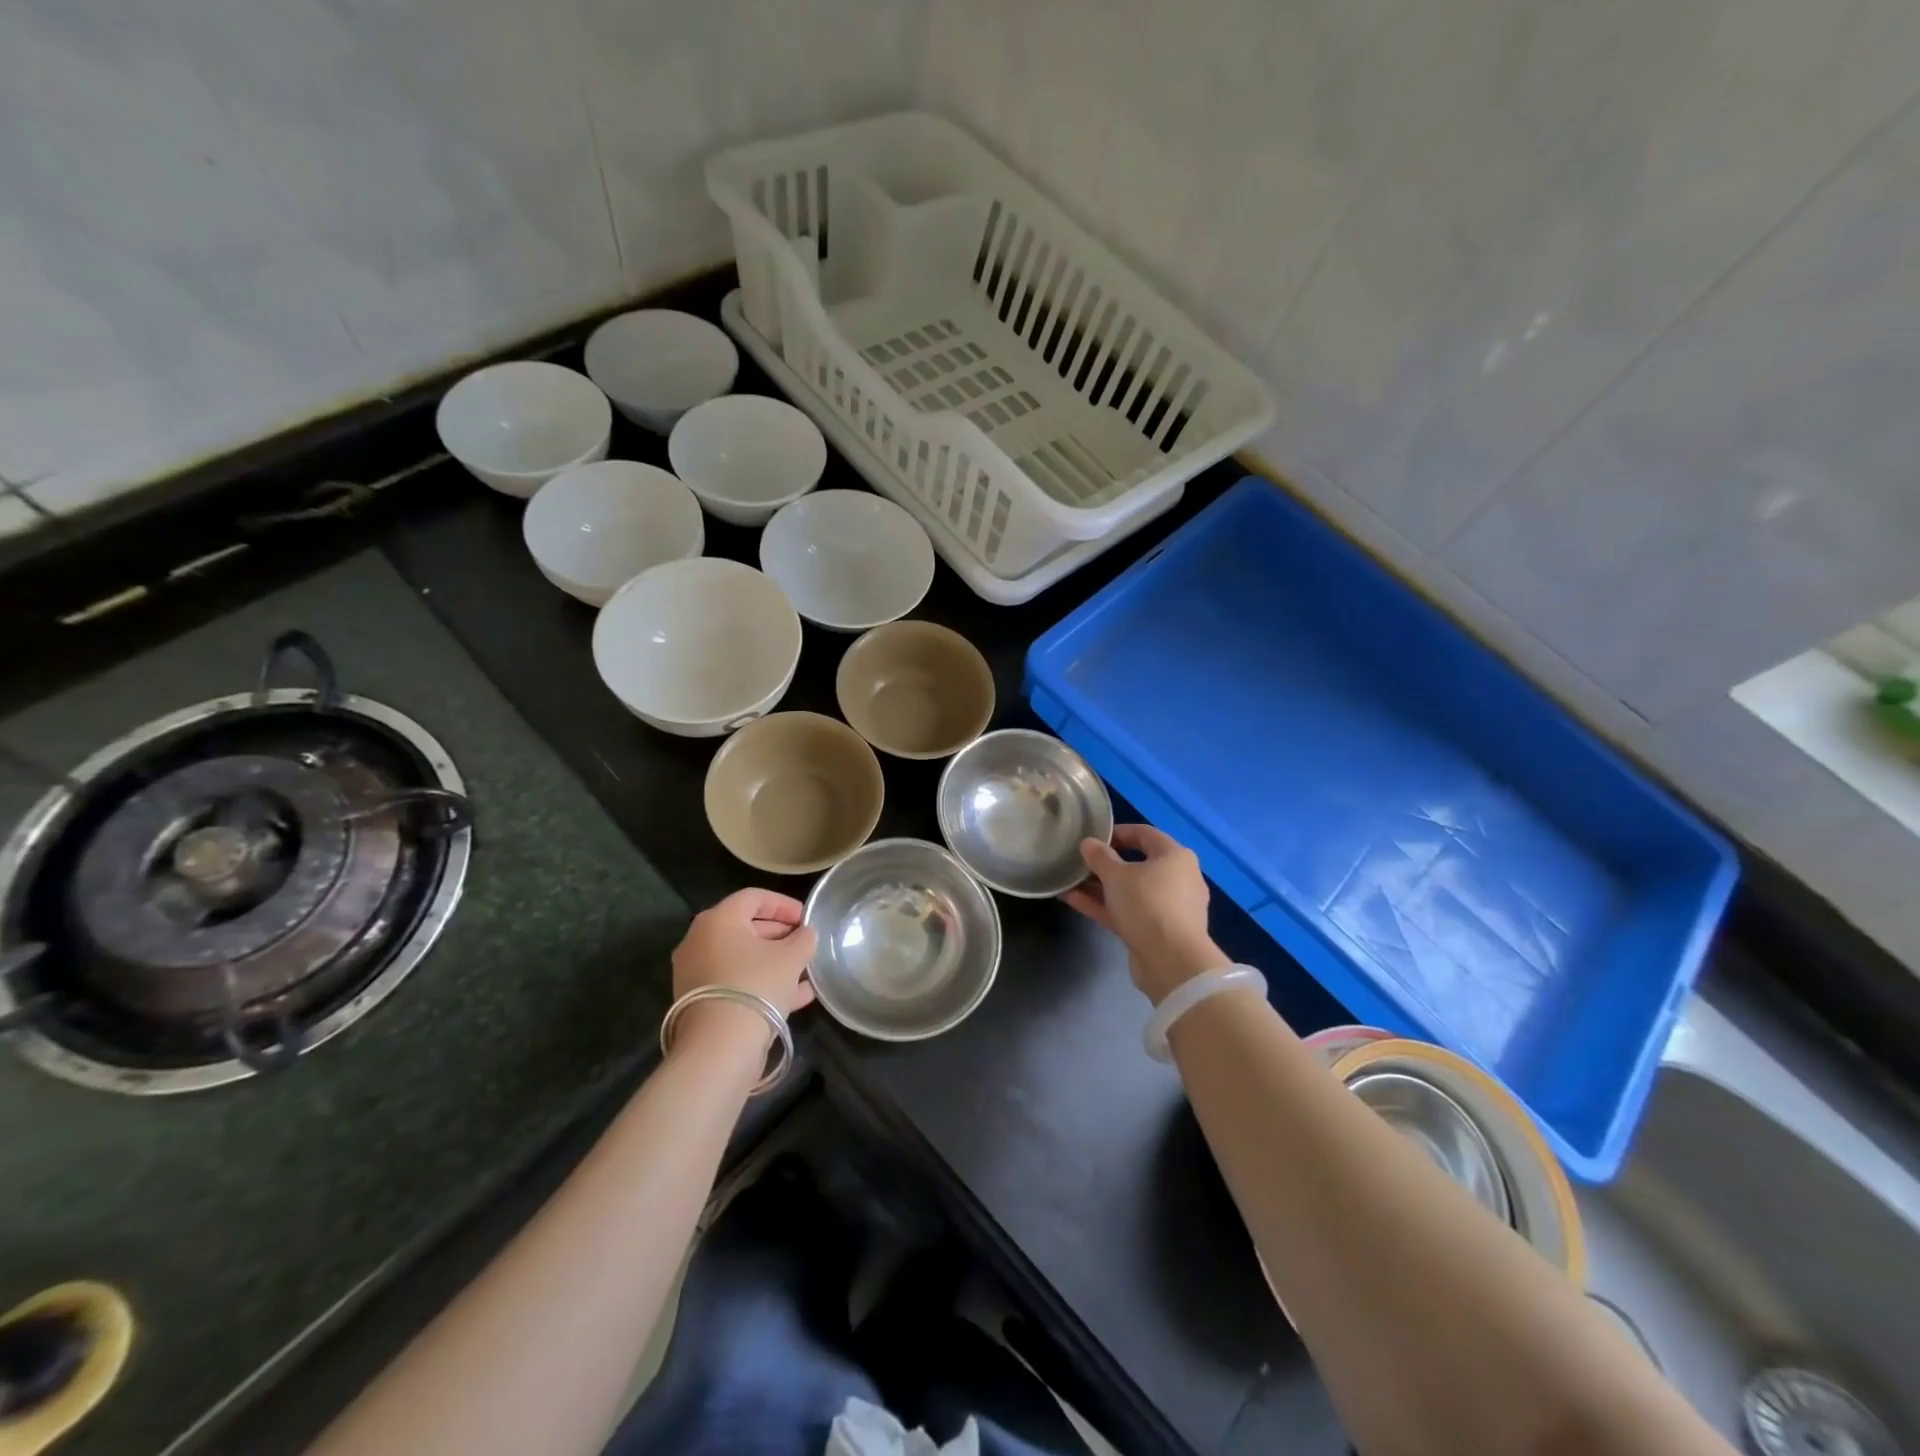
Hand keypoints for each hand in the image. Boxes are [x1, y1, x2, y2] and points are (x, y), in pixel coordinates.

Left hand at [670, 889, 818, 1051]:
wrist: (719, 1047)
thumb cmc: (757, 985)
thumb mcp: (791, 957)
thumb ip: (803, 939)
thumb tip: (805, 934)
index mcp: (718, 919)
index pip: (754, 897)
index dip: (784, 904)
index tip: (807, 918)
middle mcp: (699, 941)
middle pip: (745, 927)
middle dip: (780, 934)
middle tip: (805, 944)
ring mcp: (696, 973)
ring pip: (742, 958)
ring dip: (774, 961)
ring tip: (805, 971)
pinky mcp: (700, 1002)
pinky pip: (736, 982)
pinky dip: (762, 983)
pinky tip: (796, 996)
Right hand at [1063, 824, 1226, 1003]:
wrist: (1172, 961)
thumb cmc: (1147, 904)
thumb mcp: (1116, 875)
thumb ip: (1099, 857)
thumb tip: (1088, 843)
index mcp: (1175, 857)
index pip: (1145, 834)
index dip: (1118, 832)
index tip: (1094, 836)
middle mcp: (1178, 879)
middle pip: (1137, 864)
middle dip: (1105, 864)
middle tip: (1080, 862)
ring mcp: (1169, 908)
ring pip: (1131, 891)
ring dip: (1101, 887)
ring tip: (1070, 882)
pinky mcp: (1158, 932)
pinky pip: (1129, 912)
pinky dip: (1105, 906)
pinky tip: (1074, 901)